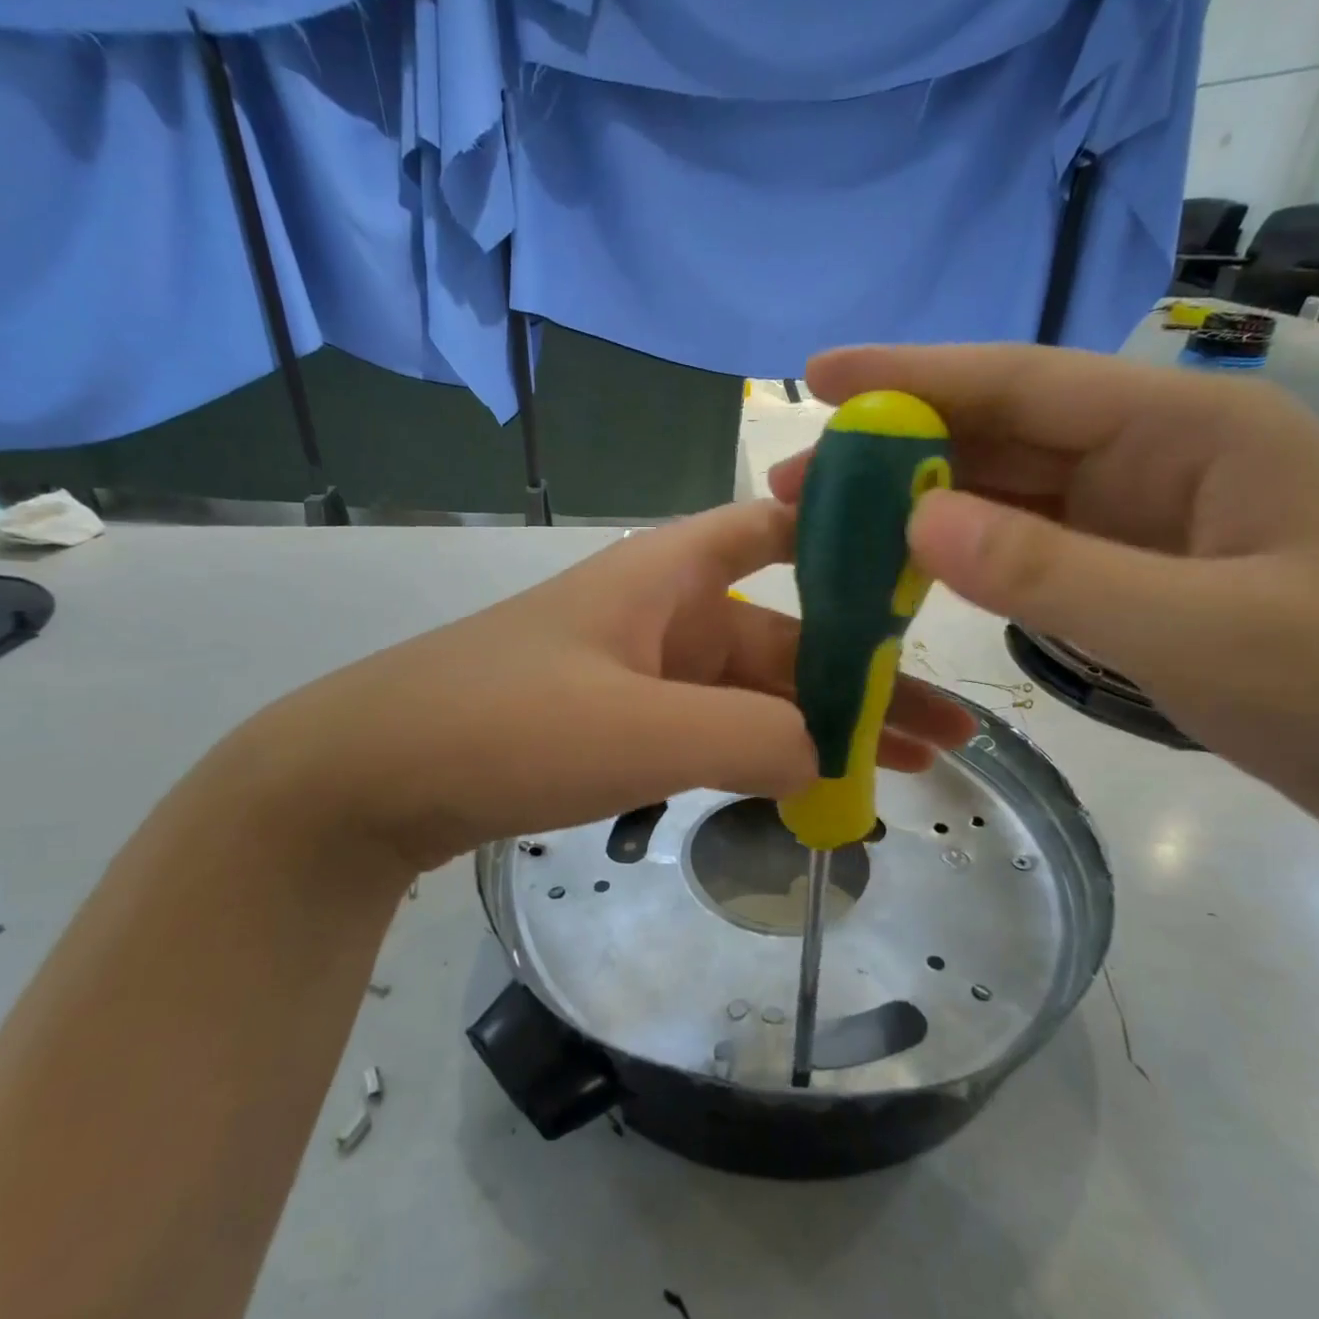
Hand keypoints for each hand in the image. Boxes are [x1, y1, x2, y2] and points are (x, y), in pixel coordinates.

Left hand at [243, 500, 976, 870]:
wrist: (371, 779)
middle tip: (947, 737)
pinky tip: (808, 789)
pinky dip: (762, 758)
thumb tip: (829, 756)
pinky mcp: (619, 726)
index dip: (850, 540)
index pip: (778, 529)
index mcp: (670, 575)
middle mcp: (664, 613)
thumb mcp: (643, 731)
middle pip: (786, 639)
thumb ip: (754, 738)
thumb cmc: (505, 726)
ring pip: (753, 695)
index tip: (923, 574)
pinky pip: (712, 733)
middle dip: (865, 685)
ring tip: (900, 772)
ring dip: (821, 731)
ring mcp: (642, 674)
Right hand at [773, 344, 1318, 841]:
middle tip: (800, 477)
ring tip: (831, 521)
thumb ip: (1049, 571)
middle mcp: (1156, 454)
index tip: (819, 375)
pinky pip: (1025, 546)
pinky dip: (961, 552)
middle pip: (1003, 434)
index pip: (1026, 382)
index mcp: (1189, 428)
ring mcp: (1139, 516)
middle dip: (895, 448)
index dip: (914, 375)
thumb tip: (913, 520)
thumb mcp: (1194, 627)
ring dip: (918, 502)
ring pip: (1006, 491)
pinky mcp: (1128, 569)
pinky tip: (905, 561)